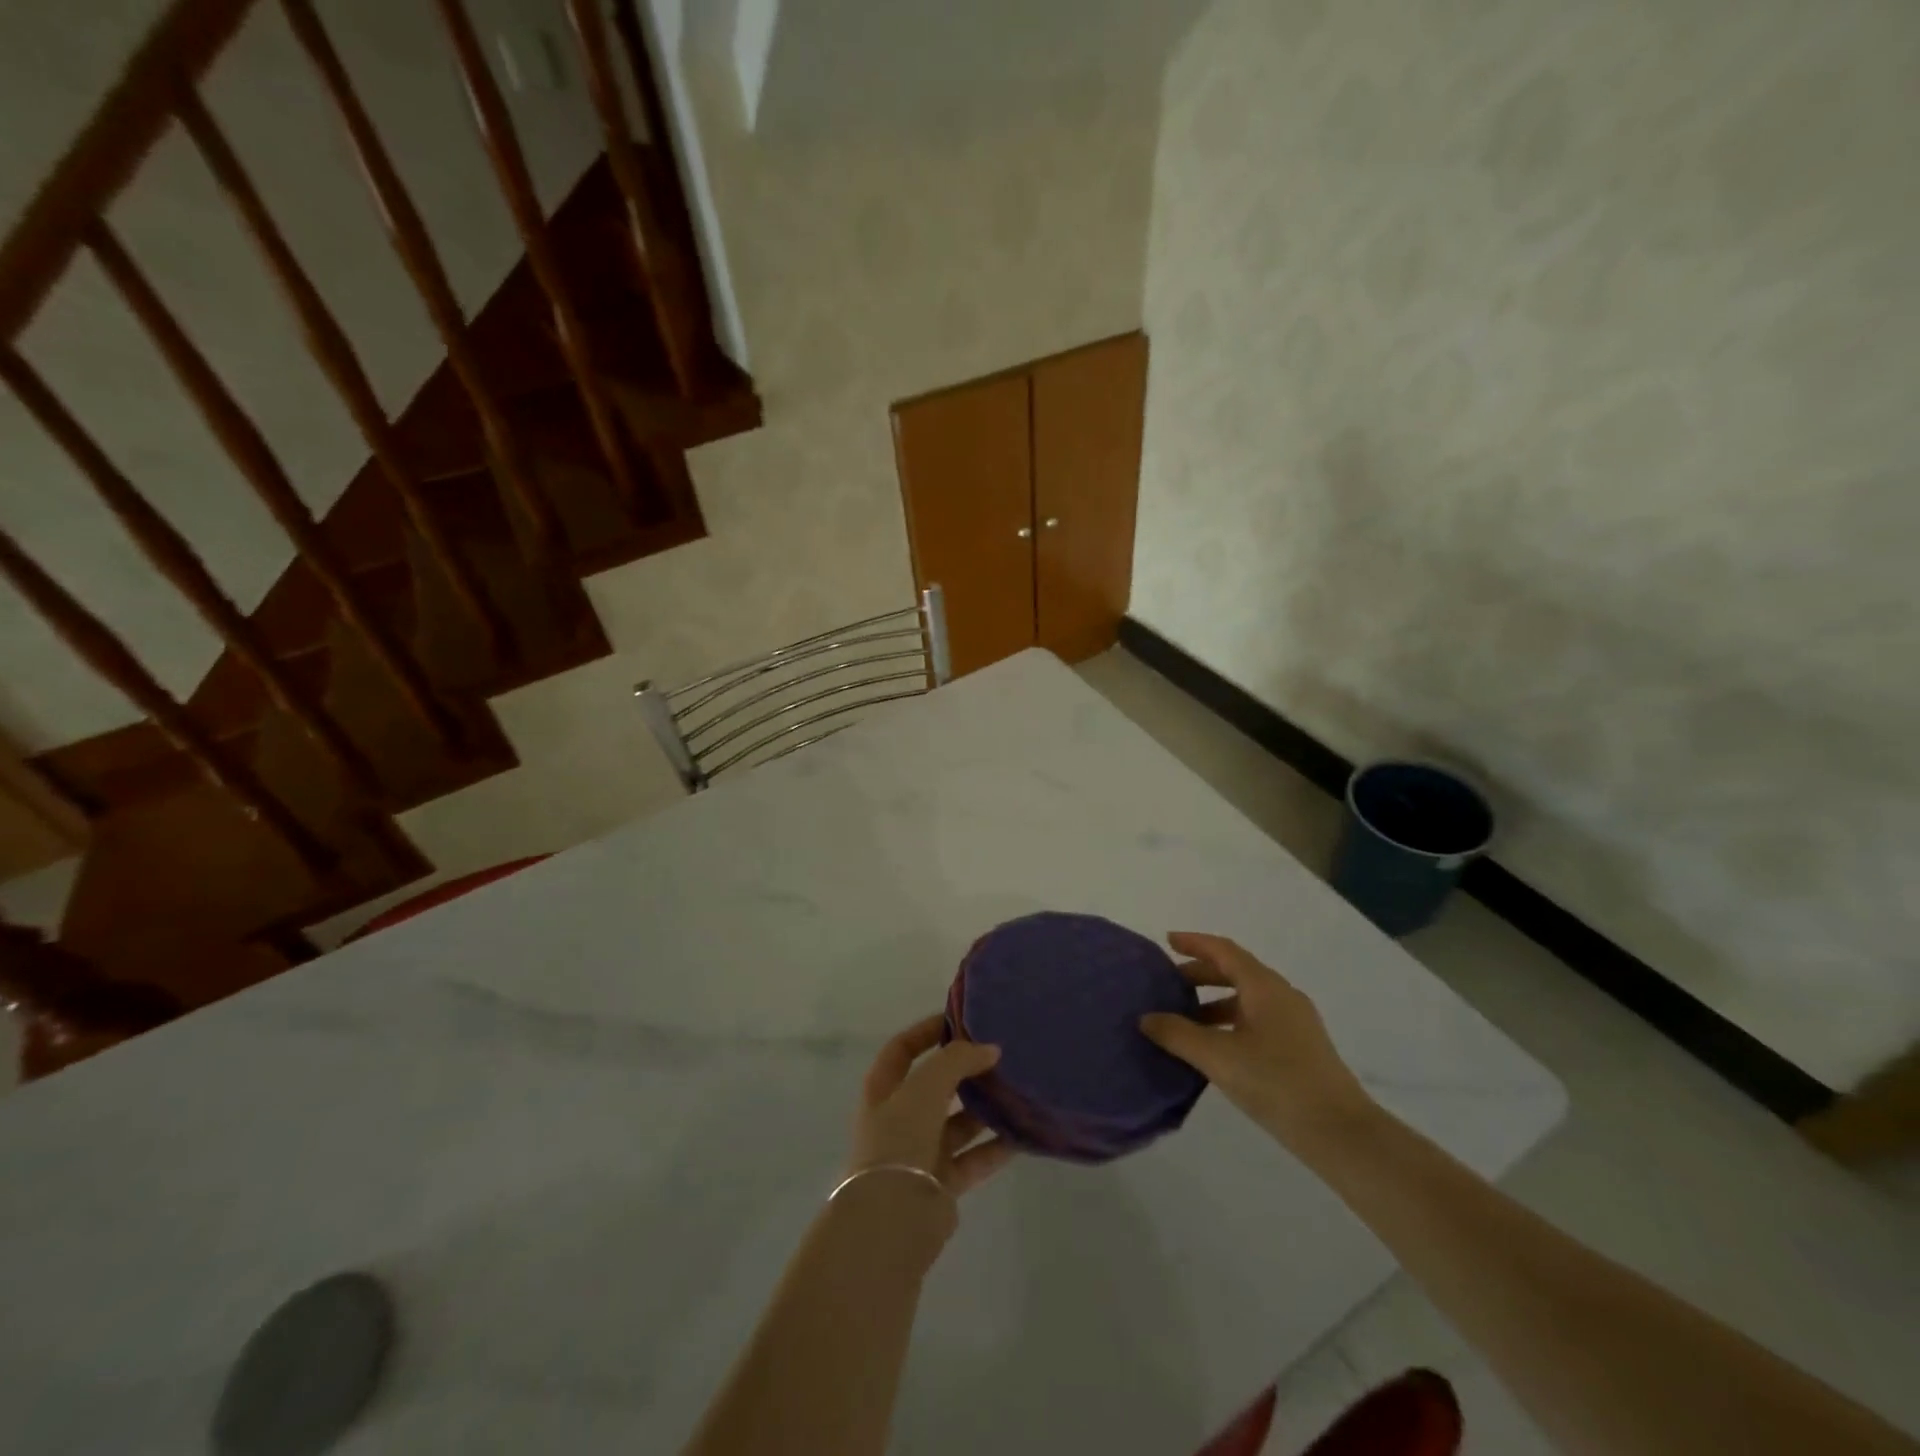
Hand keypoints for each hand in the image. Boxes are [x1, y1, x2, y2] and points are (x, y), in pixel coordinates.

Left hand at [851, 1015, 1014, 1196]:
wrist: (893, 1218)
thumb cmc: (900, 1139)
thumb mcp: (925, 1086)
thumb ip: (957, 1060)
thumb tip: (990, 1049)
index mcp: (882, 1090)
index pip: (903, 1049)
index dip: (928, 1031)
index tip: (962, 1020)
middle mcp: (899, 1118)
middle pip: (934, 1085)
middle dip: (964, 1071)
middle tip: (999, 1056)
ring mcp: (920, 1151)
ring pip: (957, 1122)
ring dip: (983, 1108)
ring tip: (1016, 1090)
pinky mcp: (941, 1183)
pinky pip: (973, 1157)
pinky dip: (995, 1146)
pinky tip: (1021, 1135)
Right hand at [1139, 932, 1374, 1144]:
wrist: (1341, 1133)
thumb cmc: (1277, 1083)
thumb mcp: (1218, 1057)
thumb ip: (1178, 1034)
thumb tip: (1147, 1018)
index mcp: (1264, 987)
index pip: (1224, 951)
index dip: (1195, 943)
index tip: (1167, 941)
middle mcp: (1282, 996)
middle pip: (1236, 972)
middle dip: (1201, 974)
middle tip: (1169, 984)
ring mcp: (1296, 1023)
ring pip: (1247, 998)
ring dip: (1214, 1001)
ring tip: (1185, 1020)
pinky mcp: (1302, 1048)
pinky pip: (1258, 1019)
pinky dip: (1231, 1021)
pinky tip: (1215, 1047)